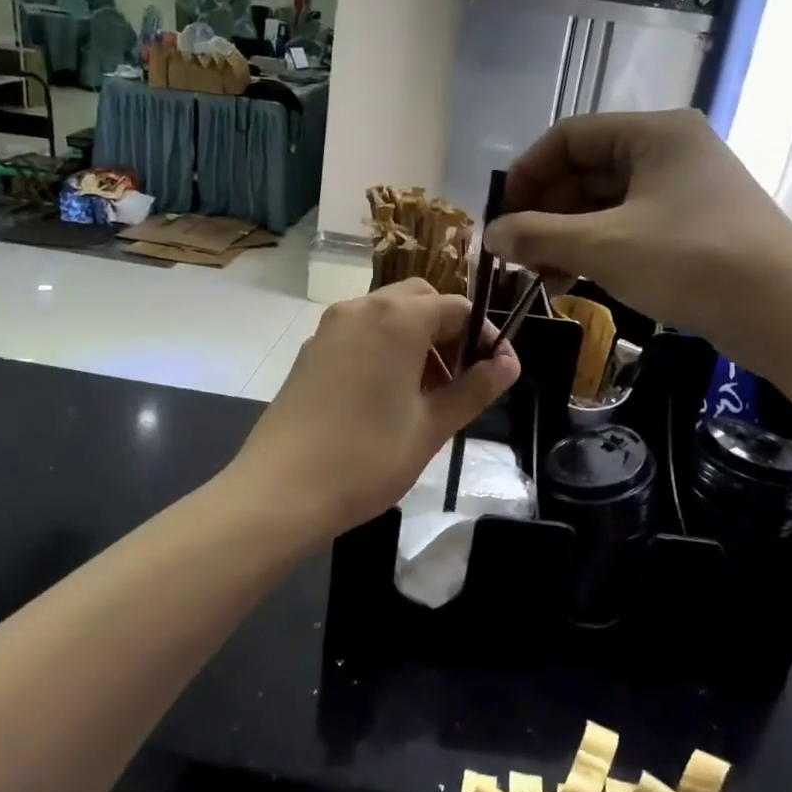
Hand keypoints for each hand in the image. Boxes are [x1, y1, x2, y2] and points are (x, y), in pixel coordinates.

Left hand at [228, 280, 520, 539]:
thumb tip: (509, 362)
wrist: (282, 491)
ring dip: (416, 338)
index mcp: (397, 319)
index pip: (457, 307)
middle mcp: (361, 309)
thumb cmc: (367, 458)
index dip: (484, 336)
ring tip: (428, 392)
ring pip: (387, 315)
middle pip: (420, 300)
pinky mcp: (311, 351)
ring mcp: (330, 328)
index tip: (496, 372)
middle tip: (461, 378)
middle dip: (448, 330)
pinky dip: (385, 348)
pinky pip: (360, 333)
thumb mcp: (432, 426)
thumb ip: (475, 388)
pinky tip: (388, 396)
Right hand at [485, 110, 791, 362]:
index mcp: (653, 134)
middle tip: (515, 254)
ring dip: (567, 237)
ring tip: (538, 276)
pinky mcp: (693, 228)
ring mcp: (684, 191)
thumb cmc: (690, 261)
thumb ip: (539, 236)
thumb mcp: (604, 246)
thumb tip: (490, 234)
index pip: (569, 136)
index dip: (528, 173)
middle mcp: (670, 152)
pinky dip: (597, 250)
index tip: (501, 214)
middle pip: (587, 171)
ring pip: (606, 204)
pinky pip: (629, 228)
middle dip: (545, 213)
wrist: (785, 312)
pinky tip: (573, 281)